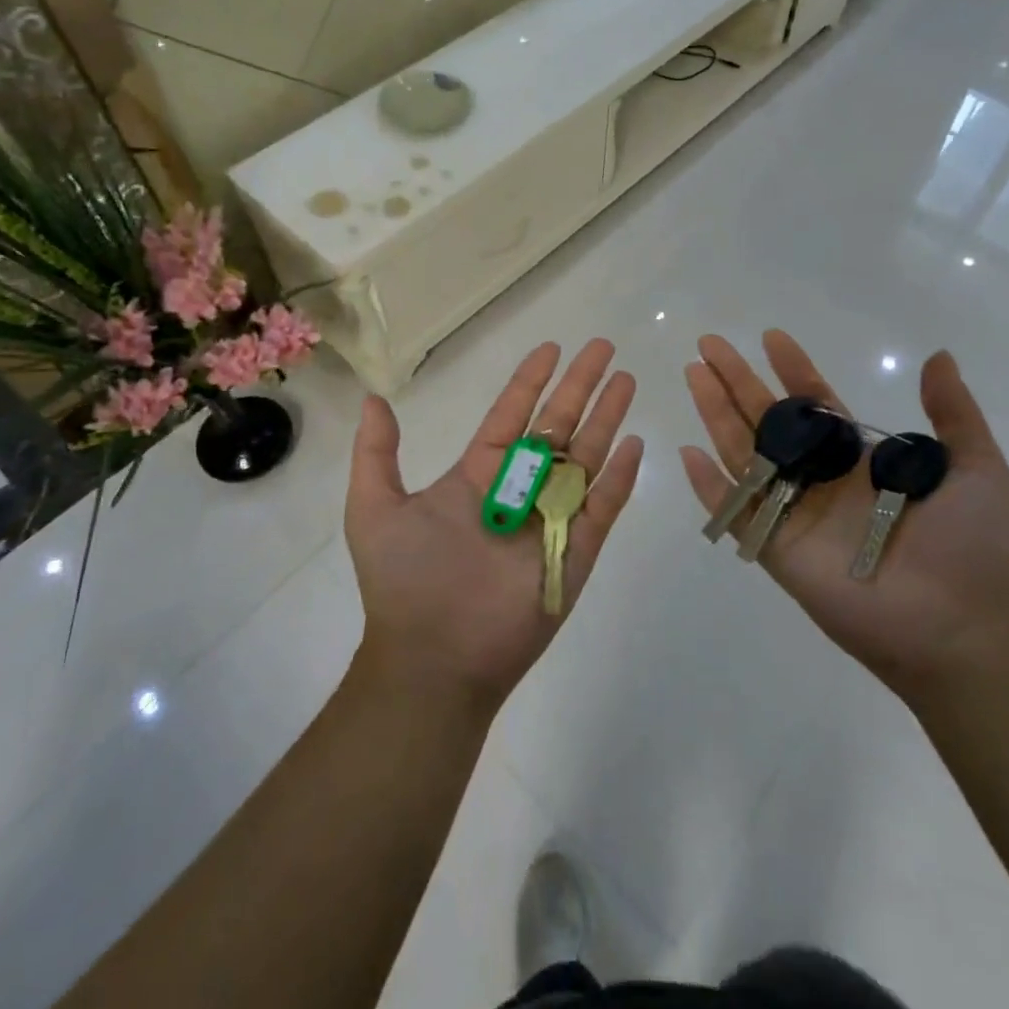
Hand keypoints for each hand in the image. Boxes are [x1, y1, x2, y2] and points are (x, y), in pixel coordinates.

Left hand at [345, 339, 644, 709]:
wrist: (433, 660)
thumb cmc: (405, 581)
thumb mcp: (375, 509)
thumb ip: (377, 454)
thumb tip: (373, 400)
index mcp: (478, 475)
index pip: (511, 415)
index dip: (531, 381)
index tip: (551, 348)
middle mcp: (519, 489)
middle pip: (557, 425)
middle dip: (580, 385)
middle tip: (604, 348)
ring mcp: (550, 519)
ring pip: (585, 457)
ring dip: (606, 418)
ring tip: (626, 381)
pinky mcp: (575, 552)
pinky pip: (602, 507)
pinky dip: (620, 477)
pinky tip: (635, 444)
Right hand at [680, 331, 1008, 698]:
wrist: (963, 631)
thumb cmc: (972, 548)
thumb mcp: (977, 468)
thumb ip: (954, 413)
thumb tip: (938, 356)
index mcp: (859, 460)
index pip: (814, 404)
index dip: (792, 369)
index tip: (771, 337)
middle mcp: (820, 480)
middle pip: (766, 419)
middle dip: (737, 380)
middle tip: (709, 343)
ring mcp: (794, 514)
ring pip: (743, 453)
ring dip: (715, 413)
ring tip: (693, 374)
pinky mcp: (777, 550)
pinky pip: (735, 513)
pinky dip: (709, 487)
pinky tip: (687, 452)